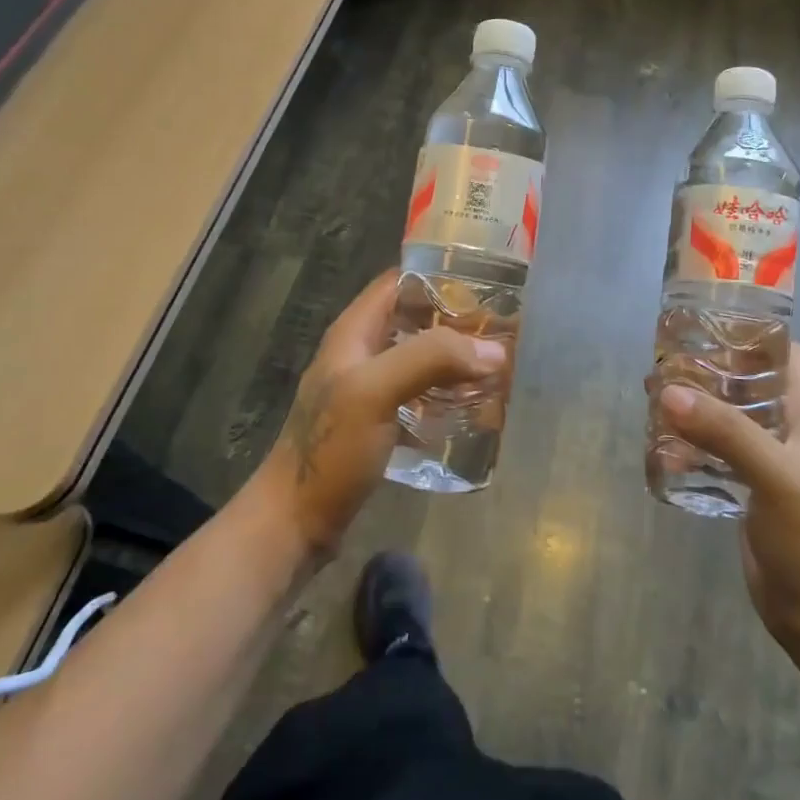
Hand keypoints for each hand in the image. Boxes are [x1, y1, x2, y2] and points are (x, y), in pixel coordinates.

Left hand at [249, 269, 504, 558]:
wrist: (296, 522)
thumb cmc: (331, 449)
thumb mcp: (376, 391)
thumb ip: (431, 359)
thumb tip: (494, 351)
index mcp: (354, 332)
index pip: (399, 282)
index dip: (439, 276)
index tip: (487, 284)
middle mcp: (362, 353)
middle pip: (415, 320)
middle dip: (457, 322)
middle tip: (503, 331)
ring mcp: (369, 389)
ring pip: (420, 358)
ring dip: (455, 360)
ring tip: (498, 366)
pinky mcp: (379, 423)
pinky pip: (420, 395)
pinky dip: (447, 394)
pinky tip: (474, 407)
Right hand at [657, 346, 799, 655]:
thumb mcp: (774, 477)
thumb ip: (725, 431)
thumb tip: (668, 390)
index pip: (787, 353)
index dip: (754, 333)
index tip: (709, 322)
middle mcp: (790, 430)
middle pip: (749, 382)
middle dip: (710, 369)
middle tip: (666, 359)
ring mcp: (768, 460)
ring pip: (728, 416)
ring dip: (695, 406)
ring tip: (654, 395)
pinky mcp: (749, 488)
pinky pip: (716, 451)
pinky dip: (691, 444)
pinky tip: (661, 447)